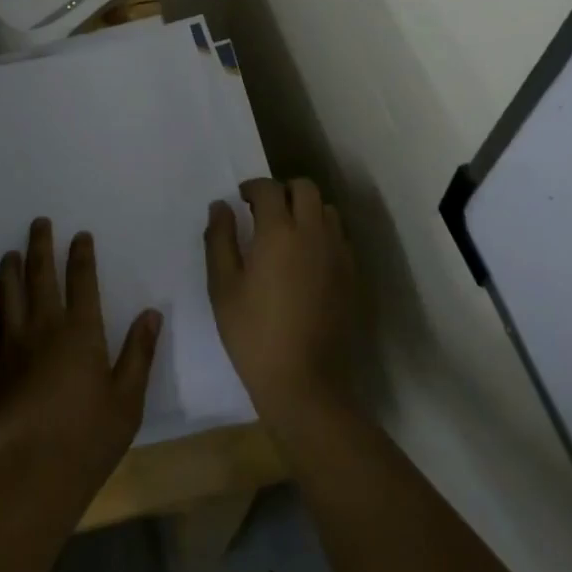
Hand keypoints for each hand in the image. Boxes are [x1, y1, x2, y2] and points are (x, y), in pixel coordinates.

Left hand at [0, 218, 161, 499]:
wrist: (31, 476)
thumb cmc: (88, 439)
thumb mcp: (127, 400)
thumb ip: (139, 353)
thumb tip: (151, 313)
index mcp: (80, 332)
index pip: (82, 281)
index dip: (81, 255)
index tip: (80, 235)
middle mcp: (43, 327)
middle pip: (40, 275)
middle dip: (40, 245)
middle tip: (38, 222)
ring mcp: (11, 345)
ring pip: (7, 292)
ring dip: (9, 268)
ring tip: (11, 252)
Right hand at [205, 177, 355, 427]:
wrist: (306, 384)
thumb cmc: (254, 334)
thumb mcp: (222, 287)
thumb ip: (220, 238)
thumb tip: (221, 205)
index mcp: (279, 232)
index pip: (269, 188)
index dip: (253, 187)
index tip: (241, 199)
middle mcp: (313, 233)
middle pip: (305, 188)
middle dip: (283, 191)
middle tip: (264, 212)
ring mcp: (338, 254)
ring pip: (327, 210)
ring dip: (307, 210)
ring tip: (288, 233)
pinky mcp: (352, 276)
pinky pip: (339, 237)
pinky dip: (323, 234)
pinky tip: (307, 259)